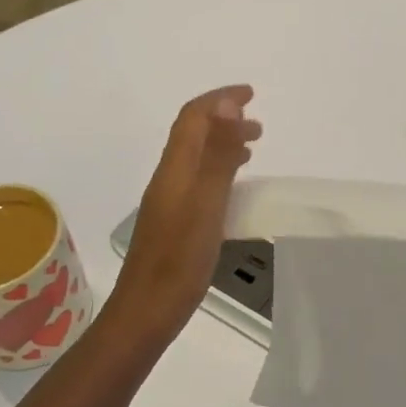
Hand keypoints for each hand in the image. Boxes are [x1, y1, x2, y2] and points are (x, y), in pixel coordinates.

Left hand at [107, 86, 262, 345]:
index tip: (250, 94)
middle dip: (224, 119)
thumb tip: (227, 106)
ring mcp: (169, 201)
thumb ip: (217, 154)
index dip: (220, 99)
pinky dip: (219, 168)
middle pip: (194, 134)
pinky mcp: (174, 221)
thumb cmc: (179, 259)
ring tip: (252, 147)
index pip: (193, 118)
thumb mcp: (206, 202)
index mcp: (175, 169)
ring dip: (223, 143)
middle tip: (259, 125)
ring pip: (196, 157)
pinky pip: (199, 179)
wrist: (146, 312)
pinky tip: (232, 187)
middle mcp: (169, 178)